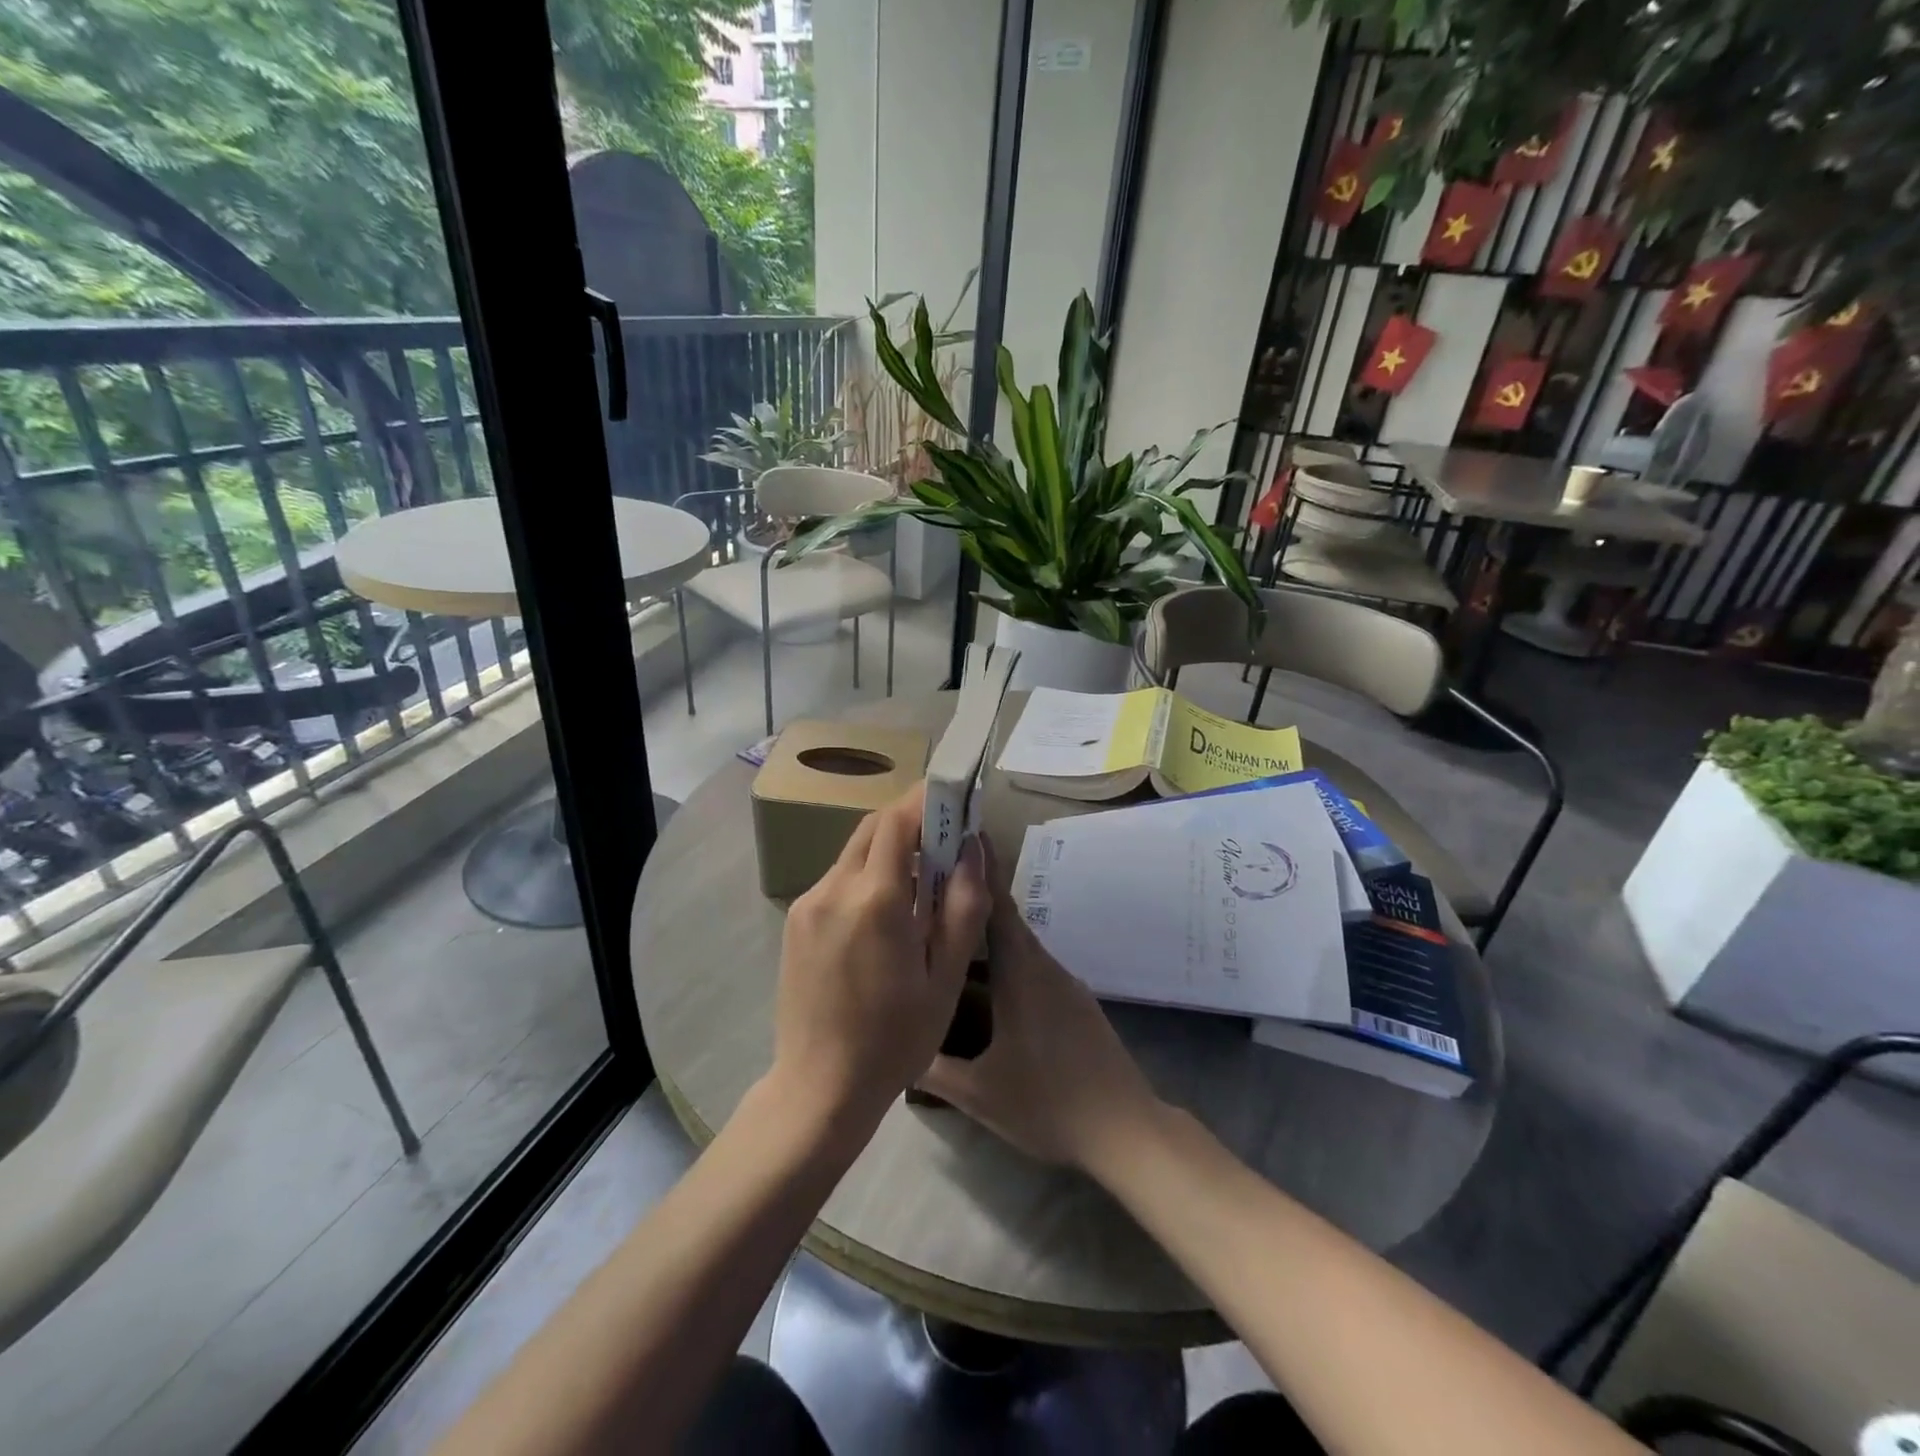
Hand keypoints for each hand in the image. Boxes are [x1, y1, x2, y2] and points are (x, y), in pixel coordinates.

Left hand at [767, 782, 990, 1145]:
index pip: (897, 821)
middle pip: (872, 828)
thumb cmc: (894, 1039)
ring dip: (887, 850)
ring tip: (919, 882)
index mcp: (874, 899)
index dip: (925, 801)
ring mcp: (808, 904)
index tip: (953, 797)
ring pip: (852, 853)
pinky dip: (865, 876)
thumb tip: (972, 849)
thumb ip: (962, 907)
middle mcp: (834, 889)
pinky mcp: (796, 922)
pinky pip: (837, 880)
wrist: (819, 1089)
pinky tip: (885, 914)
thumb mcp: (945, 978)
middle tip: (943, 839)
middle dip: (908, 821)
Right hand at [918, 856, 1163, 1172]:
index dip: (978, 870)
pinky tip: (987, 979)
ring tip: (950, 928)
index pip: (996, 907)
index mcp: (1021, 974)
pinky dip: (1007, 958)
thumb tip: (895, 1045)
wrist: (1125, 1129)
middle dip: (974, 897)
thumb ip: (933, 1068)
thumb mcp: (979, 1093)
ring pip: (1019, 945)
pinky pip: (1033, 966)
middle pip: (1005, 920)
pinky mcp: (1074, 1003)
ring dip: (988, 931)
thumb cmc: (1048, 1102)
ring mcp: (1064, 984)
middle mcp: (1044, 967)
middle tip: (936, 883)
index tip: (959, 837)